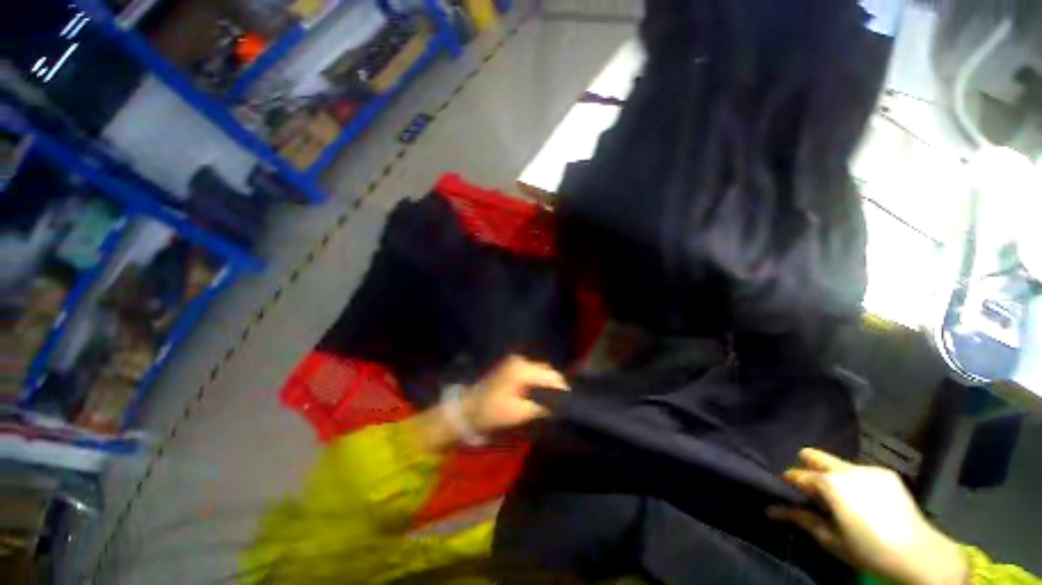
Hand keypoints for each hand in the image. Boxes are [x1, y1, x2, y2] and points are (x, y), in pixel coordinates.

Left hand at [463, 356, 567, 433]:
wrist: (468, 409)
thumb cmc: (493, 411)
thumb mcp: (520, 412)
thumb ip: (543, 407)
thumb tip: (563, 405)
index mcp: (523, 369)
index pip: (551, 375)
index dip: (563, 388)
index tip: (571, 402)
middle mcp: (521, 360)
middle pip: (547, 370)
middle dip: (557, 385)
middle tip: (565, 402)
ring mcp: (515, 362)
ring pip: (541, 370)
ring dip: (549, 382)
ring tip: (556, 399)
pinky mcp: (512, 367)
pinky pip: (533, 372)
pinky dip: (540, 381)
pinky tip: (542, 393)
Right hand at [768, 449, 967, 584]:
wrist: (919, 553)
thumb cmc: (868, 550)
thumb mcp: (831, 540)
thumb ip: (802, 520)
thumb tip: (771, 510)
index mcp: (829, 483)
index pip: (797, 474)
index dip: (789, 483)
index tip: (787, 492)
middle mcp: (846, 469)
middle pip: (814, 455)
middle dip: (807, 466)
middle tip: (810, 488)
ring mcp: (868, 469)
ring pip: (838, 463)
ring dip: (832, 475)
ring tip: (840, 498)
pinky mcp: (886, 473)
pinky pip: (860, 471)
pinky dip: (854, 481)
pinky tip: (863, 500)